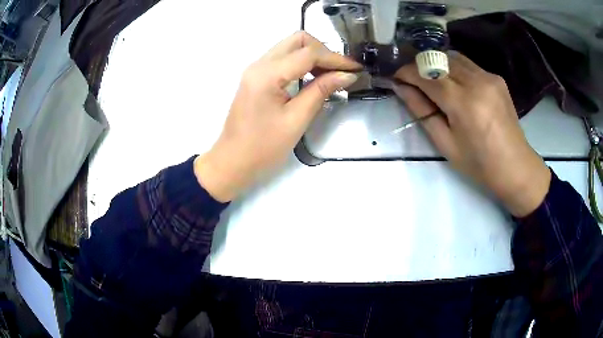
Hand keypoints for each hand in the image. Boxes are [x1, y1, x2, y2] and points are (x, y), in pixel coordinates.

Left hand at [195, 32, 360, 201]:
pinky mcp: (256, 77)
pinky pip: (283, 59)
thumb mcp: (296, 119)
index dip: (335, 59)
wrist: (233, 161)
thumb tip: (347, 75)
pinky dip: (301, 64)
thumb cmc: (263, 147)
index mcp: (267, 74)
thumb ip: (321, 91)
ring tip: (330, 77)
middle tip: (339, 72)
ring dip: (313, 57)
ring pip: (290, 47)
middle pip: (298, 41)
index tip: (356, 69)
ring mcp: (256, 69)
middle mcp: (259, 64)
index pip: (308, 53)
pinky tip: (313, 79)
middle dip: (323, 51)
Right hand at [393, 52, 550, 216]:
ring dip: (437, 64)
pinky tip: (455, 84)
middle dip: (420, 65)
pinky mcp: (496, 77)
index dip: (407, 72)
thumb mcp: (446, 144)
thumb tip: (402, 89)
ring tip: (432, 80)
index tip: (396, 77)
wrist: (515, 166)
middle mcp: (477, 82)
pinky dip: (454, 68)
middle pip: (439, 59)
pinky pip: (468, 64)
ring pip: (453, 56)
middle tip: (412, 80)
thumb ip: (422, 112)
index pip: (427, 74)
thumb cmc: (479, 164)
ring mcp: (489, 77)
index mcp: (463, 104)